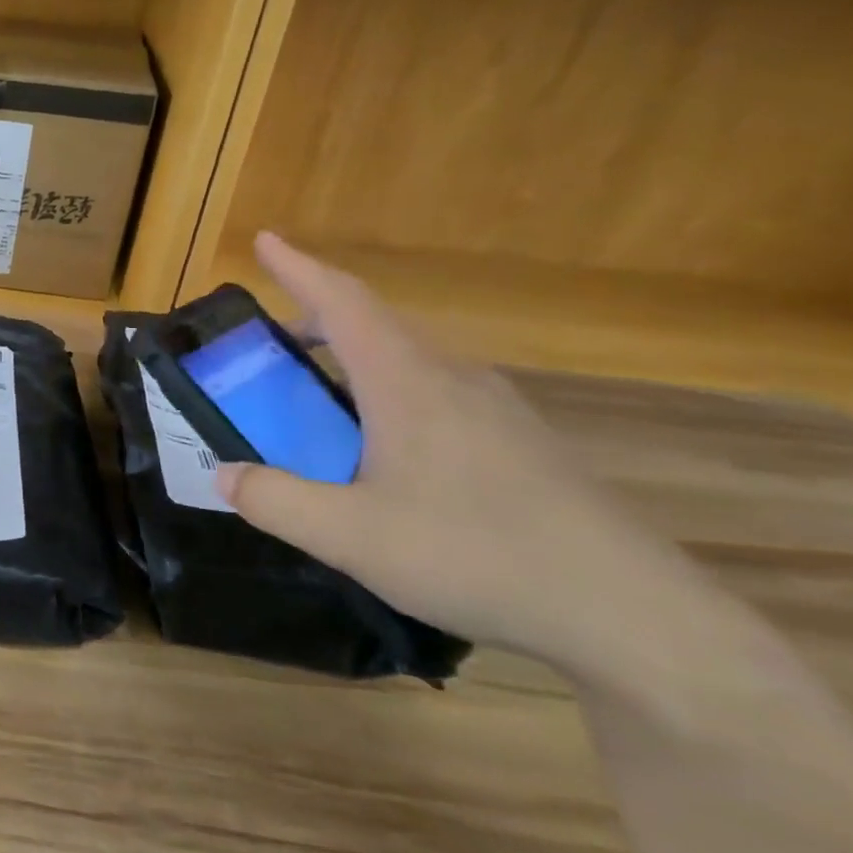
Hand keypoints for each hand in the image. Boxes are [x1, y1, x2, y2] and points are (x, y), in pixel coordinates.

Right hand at [217, 233, 709, 675]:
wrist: (627, 612)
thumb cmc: (475, 555)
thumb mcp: (349, 537)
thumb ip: (275, 501)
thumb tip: (224, 475)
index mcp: (407, 383)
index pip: (343, 303)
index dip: (298, 267)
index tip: (264, 240)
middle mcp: (452, 379)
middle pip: (375, 324)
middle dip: (317, 316)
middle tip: (272, 340)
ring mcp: (495, 409)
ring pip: (408, 358)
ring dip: (354, 357)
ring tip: (319, 395)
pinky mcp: (519, 442)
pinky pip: (436, 391)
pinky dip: (387, 392)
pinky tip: (382, 448)